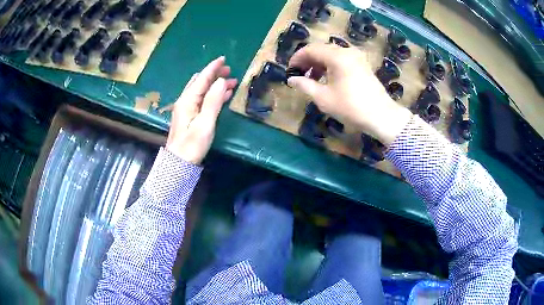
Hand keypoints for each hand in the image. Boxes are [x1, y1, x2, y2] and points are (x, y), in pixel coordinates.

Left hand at [166, 56, 237, 163]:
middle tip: (229, 71)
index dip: (212, 68)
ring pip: (202, 90)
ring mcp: (186, 108)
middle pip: (200, 82)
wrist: (179, 163)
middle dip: (214, 74)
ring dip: (215, 84)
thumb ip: (213, 101)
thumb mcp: (205, 123)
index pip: (202, 78)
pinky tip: (223, 95)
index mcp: (188, 100)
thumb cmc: (192, 145)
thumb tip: (222, 81)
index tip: (223, 58)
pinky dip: (213, 94)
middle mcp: (185, 101)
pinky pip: (202, 99)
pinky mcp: (189, 116)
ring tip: (230, 82)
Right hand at [287, 44, 411, 145]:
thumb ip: (305, 85)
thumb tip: (291, 80)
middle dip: (308, 60)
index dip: (297, 58)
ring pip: (331, 54)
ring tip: (312, 78)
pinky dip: (331, 65)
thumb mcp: (323, 98)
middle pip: (321, 49)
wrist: (381, 116)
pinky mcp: (362, 64)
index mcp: (336, 56)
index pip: (310, 49)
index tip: (290, 71)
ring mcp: (357, 57)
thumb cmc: (351, 107)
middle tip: (299, 74)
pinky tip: (328, 79)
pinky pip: (342, 59)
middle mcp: (347, 51)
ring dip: (319, 63)